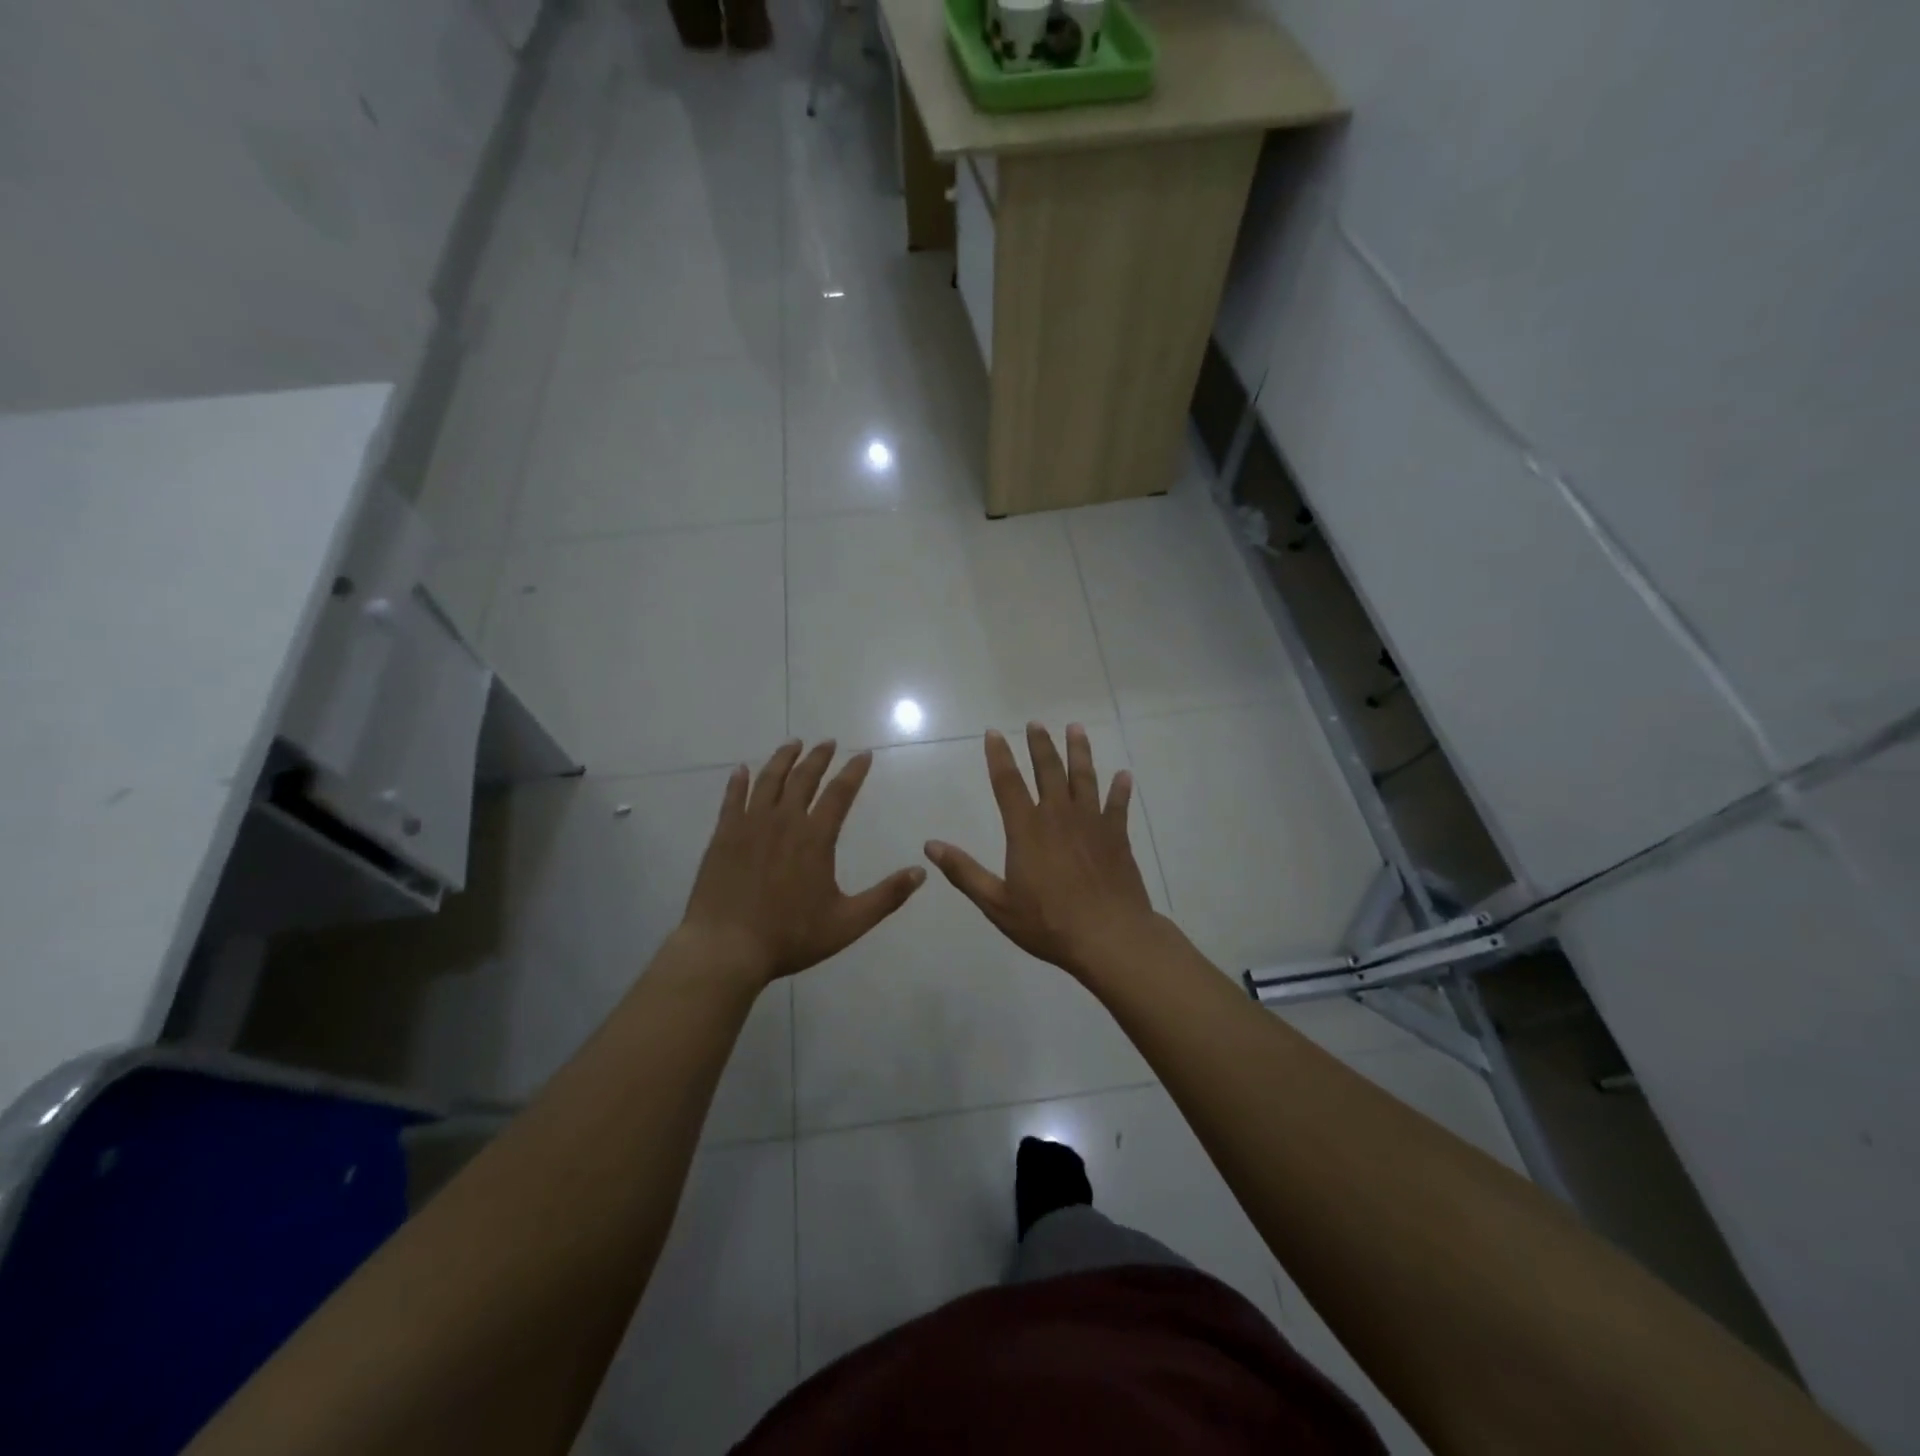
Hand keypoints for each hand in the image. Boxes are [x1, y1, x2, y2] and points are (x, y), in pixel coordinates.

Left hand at [681, 740, 925, 985]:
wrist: (726, 948)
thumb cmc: (790, 936)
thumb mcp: (848, 923)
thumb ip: (886, 896)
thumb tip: (920, 872)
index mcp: (815, 838)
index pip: (840, 793)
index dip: (853, 771)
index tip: (863, 754)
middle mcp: (783, 821)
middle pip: (803, 778)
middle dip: (819, 757)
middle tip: (828, 742)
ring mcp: (749, 826)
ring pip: (769, 781)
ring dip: (783, 759)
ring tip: (793, 744)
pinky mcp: (723, 836)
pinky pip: (732, 799)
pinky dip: (739, 782)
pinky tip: (742, 770)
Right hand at [924, 723, 1158, 980]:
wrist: (1109, 937)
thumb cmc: (1048, 923)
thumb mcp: (997, 903)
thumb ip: (964, 872)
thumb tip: (930, 846)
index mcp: (1027, 829)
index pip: (1007, 783)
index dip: (998, 756)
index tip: (993, 733)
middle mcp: (1058, 816)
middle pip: (1048, 770)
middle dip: (1040, 745)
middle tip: (1035, 723)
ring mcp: (1091, 823)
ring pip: (1084, 777)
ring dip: (1079, 751)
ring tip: (1075, 728)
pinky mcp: (1117, 837)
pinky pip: (1118, 805)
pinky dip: (1120, 789)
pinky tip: (1124, 775)